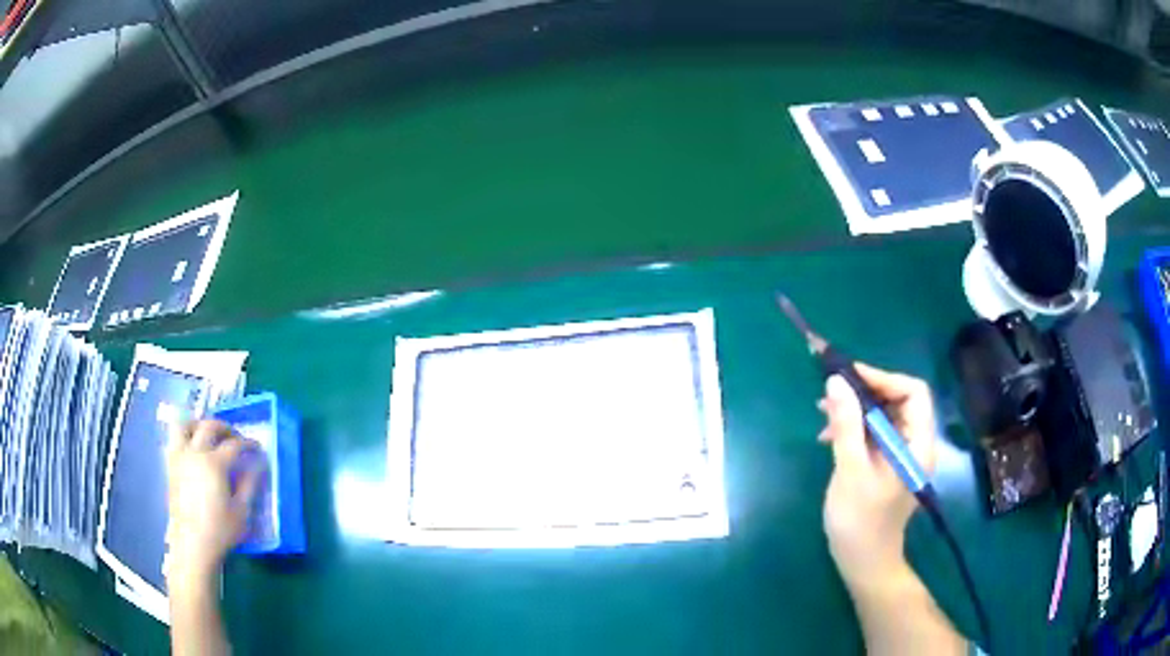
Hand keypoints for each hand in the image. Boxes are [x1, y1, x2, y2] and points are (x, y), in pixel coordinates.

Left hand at [165, 420, 262, 587]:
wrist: (192, 545)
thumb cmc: (220, 530)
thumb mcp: (242, 511)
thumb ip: (250, 484)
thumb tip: (259, 464)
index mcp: (214, 464)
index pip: (234, 445)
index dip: (248, 444)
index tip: (257, 448)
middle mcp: (195, 453)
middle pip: (209, 426)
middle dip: (225, 428)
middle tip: (235, 438)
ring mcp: (179, 458)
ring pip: (184, 425)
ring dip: (198, 424)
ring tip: (208, 434)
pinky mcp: (170, 466)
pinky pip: (174, 440)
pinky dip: (185, 437)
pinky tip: (194, 450)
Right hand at [817, 363, 936, 592]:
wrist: (863, 563)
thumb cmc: (860, 522)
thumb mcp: (851, 471)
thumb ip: (846, 425)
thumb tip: (836, 381)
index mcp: (917, 443)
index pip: (914, 392)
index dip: (883, 378)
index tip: (848, 377)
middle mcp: (914, 443)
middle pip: (898, 400)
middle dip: (865, 392)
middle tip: (831, 393)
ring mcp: (900, 454)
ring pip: (883, 415)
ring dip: (855, 409)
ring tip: (823, 414)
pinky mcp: (886, 463)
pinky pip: (873, 433)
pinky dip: (853, 427)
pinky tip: (829, 436)